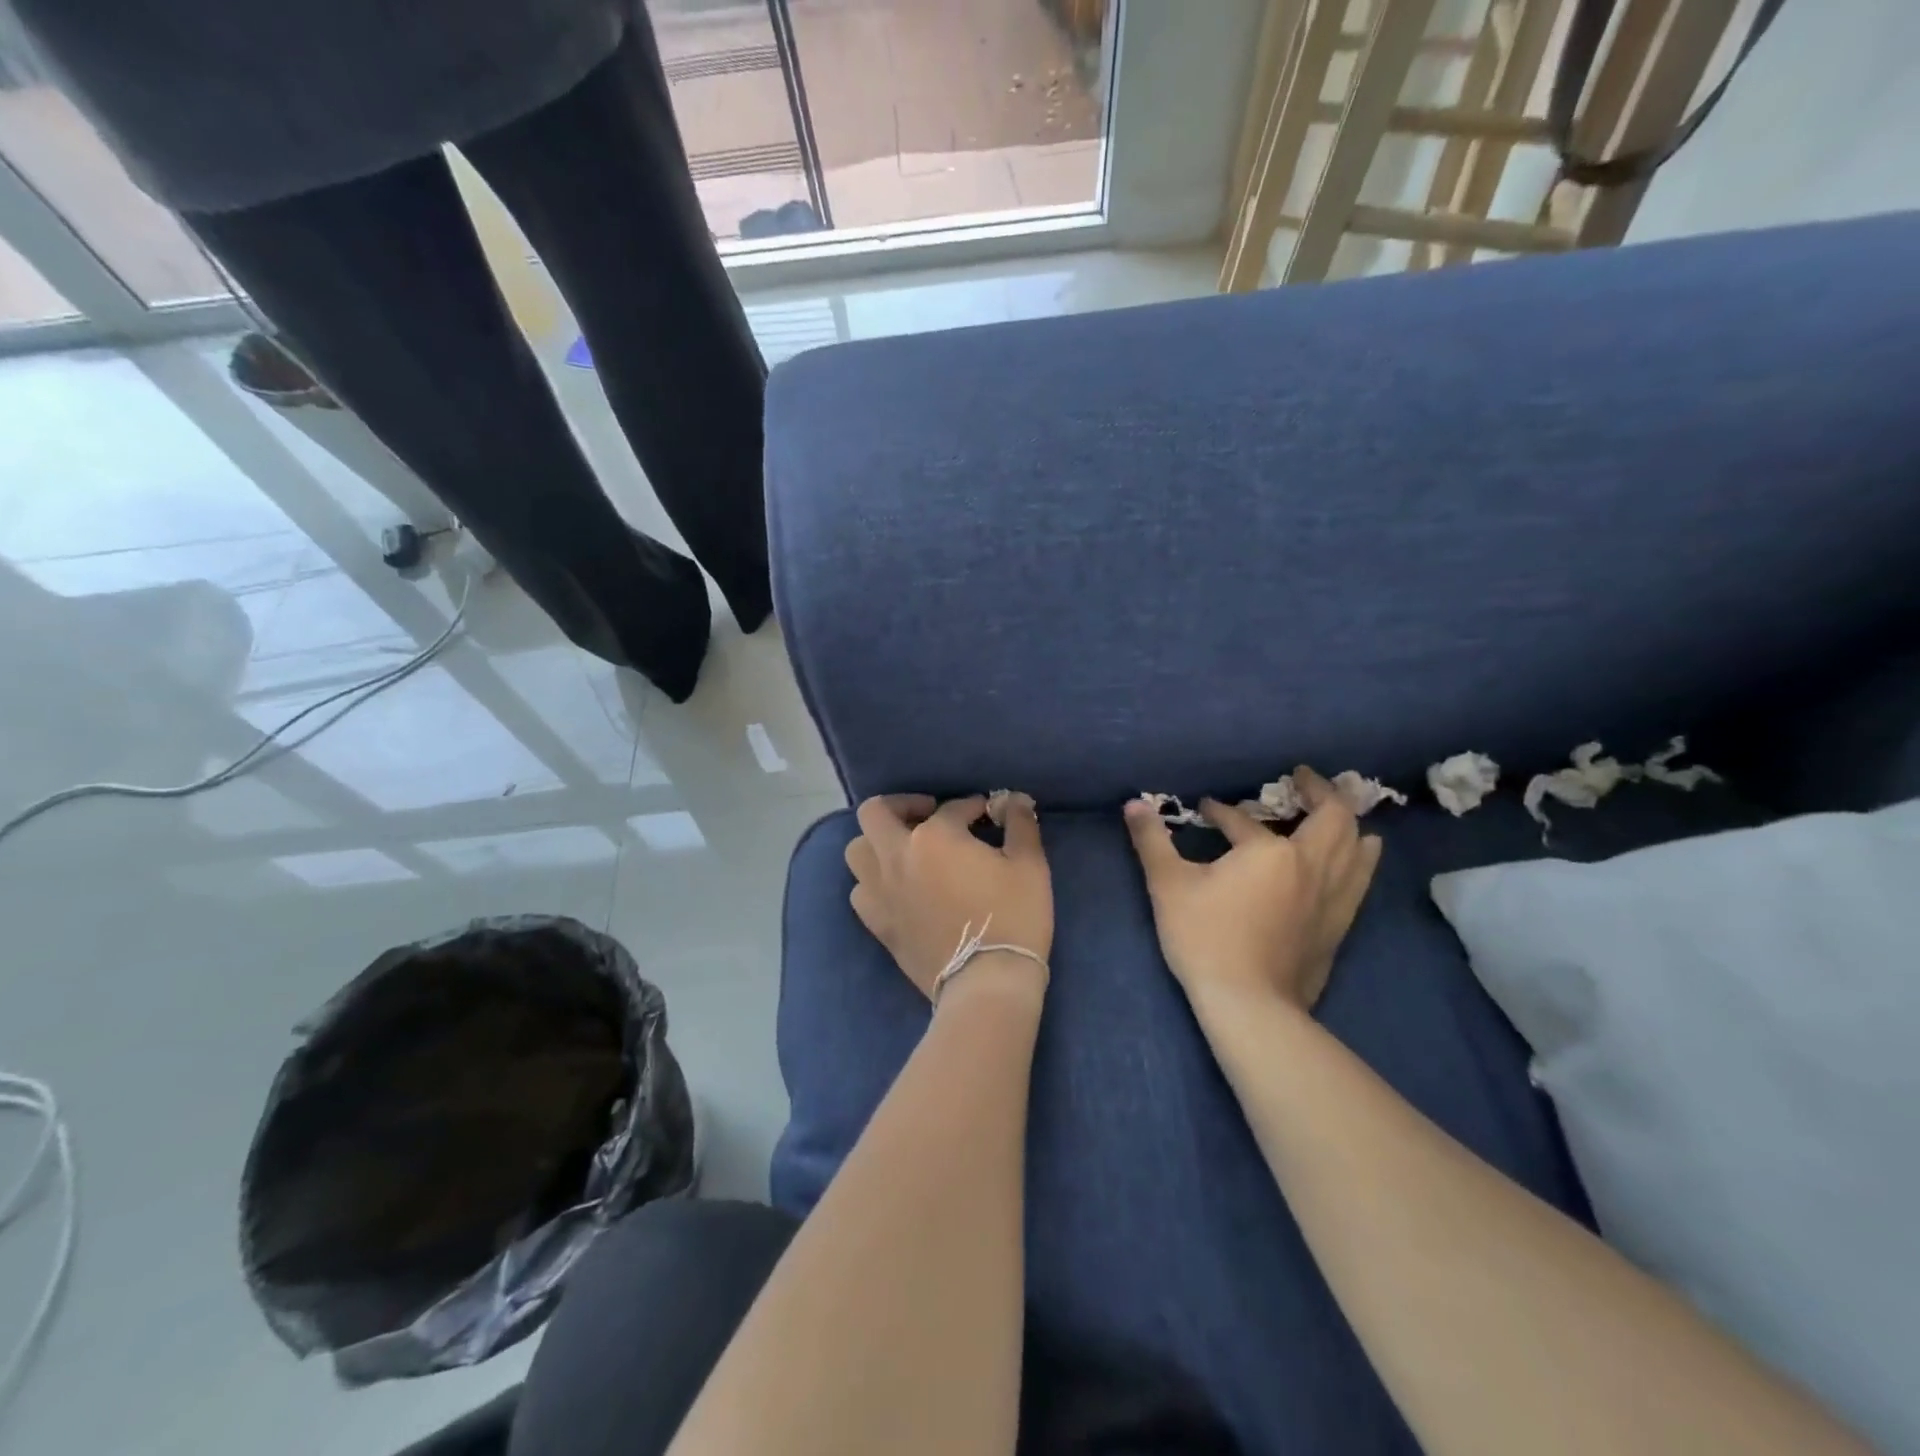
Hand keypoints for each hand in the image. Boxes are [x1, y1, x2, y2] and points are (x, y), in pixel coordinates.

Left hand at [845, 793, 1052, 1001]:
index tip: (986, 815)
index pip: (951, 808)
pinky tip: (897, 888)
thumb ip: (1020, 823)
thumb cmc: (1013, 916)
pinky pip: (860, 892)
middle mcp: (896, 856)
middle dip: (901, 805)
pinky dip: (873, 882)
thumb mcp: (1029, 864)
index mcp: (934, 836)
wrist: (987, 982)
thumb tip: (1014, 799)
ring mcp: (880, 892)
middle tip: (927, 815)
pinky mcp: (877, 924)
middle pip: (875, 813)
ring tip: (905, 850)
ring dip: (878, 842)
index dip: (972, 807)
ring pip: (857, 851)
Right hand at [1123, 767, 1381, 1013]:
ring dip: (1348, 821)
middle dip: (1319, 790)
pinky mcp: (1340, 924)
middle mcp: (1312, 865)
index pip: (1243, 821)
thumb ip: (1152, 840)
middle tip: (1302, 779)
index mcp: (1271, 852)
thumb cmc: (1205, 938)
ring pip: (1358, 846)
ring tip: (1338, 810)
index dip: (1221, 811)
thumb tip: (1133, 804)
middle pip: (1333, 816)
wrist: (1248, 1004)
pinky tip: (1358, 856)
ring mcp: (1332, 896)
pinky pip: (1361, 878)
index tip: (1204, 810)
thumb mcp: (1168, 885)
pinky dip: (1360, 857)